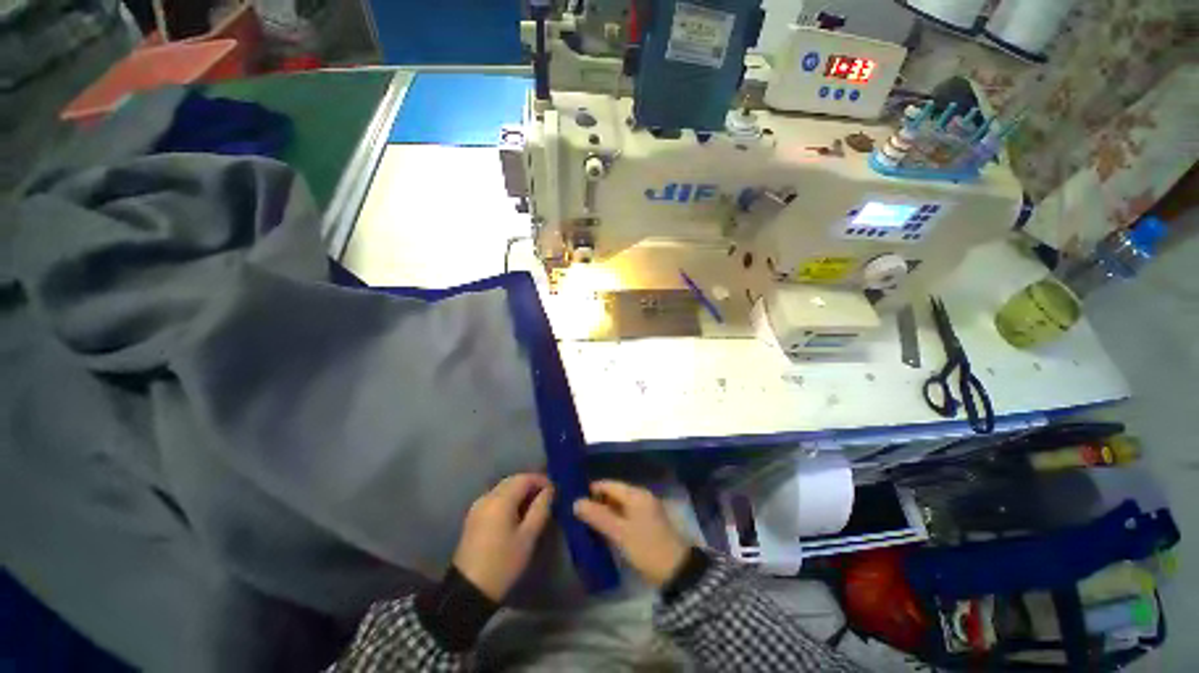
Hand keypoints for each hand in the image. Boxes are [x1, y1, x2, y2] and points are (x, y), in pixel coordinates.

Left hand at [453, 473, 553, 600]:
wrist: (467, 591)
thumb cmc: (503, 563)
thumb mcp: (528, 537)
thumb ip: (541, 509)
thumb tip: (549, 491)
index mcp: (500, 499)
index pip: (525, 478)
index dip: (542, 481)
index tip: (555, 492)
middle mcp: (487, 496)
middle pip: (513, 481)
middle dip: (531, 485)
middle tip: (547, 498)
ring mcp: (478, 506)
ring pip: (504, 489)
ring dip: (520, 492)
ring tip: (534, 507)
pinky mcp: (473, 517)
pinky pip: (495, 499)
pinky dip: (509, 500)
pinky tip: (517, 514)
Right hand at [573, 480, 690, 587]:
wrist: (677, 572)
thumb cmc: (647, 548)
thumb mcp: (620, 533)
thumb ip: (598, 516)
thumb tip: (576, 502)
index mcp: (636, 494)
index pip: (608, 484)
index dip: (591, 490)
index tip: (573, 499)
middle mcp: (641, 497)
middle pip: (613, 494)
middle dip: (596, 502)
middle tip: (576, 513)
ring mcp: (645, 509)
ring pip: (618, 505)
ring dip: (604, 512)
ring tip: (584, 522)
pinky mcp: (647, 523)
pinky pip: (625, 515)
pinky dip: (613, 520)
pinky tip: (602, 530)